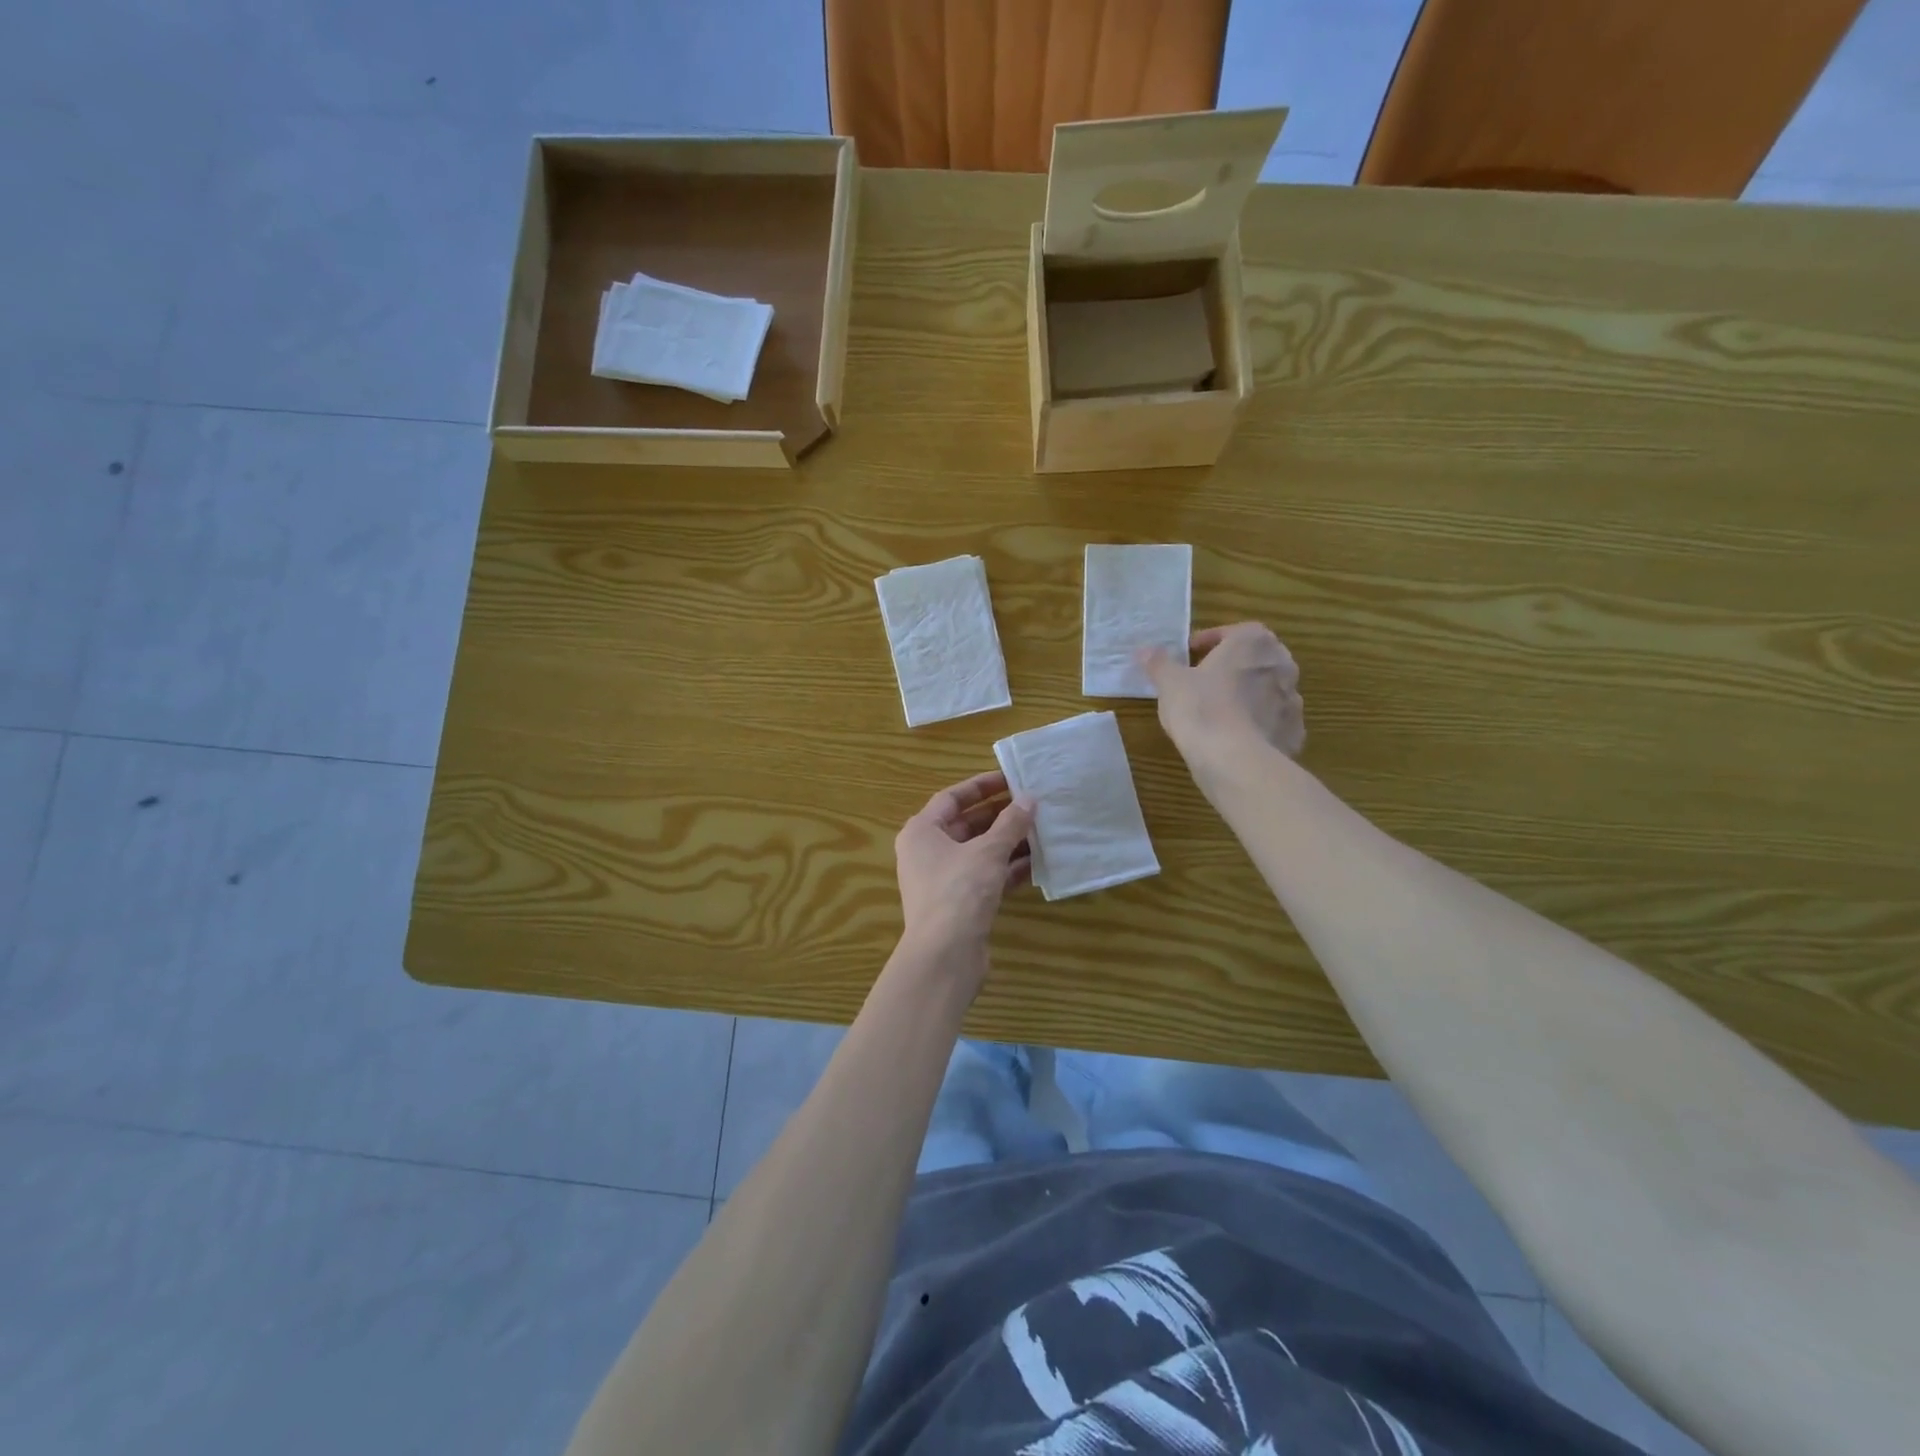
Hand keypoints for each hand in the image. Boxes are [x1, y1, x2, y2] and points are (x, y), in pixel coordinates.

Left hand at [894, 770, 1034, 962]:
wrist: (945, 956)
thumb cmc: (958, 891)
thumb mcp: (987, 852)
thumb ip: (1010, 824)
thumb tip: (1029, 800)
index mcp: (922, 831)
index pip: (951, 798)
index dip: (981, 786)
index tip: (1012, 779)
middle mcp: (928, 852)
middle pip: (967, 824)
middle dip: (1001, 815)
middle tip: (1034, 804)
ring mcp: (944, 880)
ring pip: (979, 852)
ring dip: (1009, 842)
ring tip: (1043, 830)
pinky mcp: (960, 904)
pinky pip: (987, 876)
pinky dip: (1008, 869)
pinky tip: (1038, 863)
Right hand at [1140, 623, 1305, 760]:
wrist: (1233, 759)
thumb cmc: (1200, 707)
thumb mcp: (1169, 682)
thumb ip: (1158, 663)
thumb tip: (1144, 650)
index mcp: (1253, 643)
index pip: (1233, 632)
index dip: (1210, 641)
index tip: (1190, 654)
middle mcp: (1282, 665)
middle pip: (1256, 659)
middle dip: (1234, 666)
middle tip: (1206, 681)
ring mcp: (1294, 700)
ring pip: (1268, 690)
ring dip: (1249, 695)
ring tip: (1221, 711)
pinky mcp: (1294, 732)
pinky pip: (1274, 721)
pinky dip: (1259, 724)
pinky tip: (1238, 737)